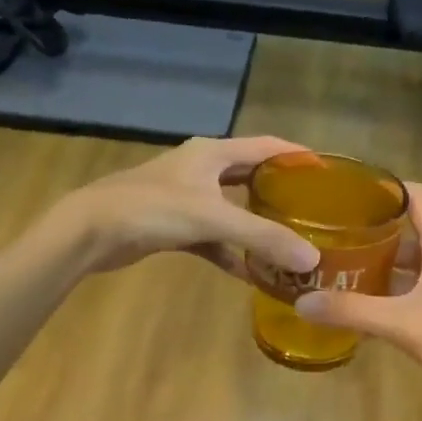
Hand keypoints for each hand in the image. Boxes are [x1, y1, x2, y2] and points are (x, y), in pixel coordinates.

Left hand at [51, 137, 322, 280]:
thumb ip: (263, 237)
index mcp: (213, 152)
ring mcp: (186, 198)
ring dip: (257, 227)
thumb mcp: (212, 218)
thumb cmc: (152, 209)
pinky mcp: (174, 226)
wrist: (91, 231)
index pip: (267, 146)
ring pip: (232, 210)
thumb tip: (311, 259)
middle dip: (281, 193)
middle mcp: (202, 169)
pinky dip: (230, 252)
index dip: (298, 155)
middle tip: (315, 212)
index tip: (330, 173)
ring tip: (290, 244)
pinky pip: (212, 238)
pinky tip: (250, 274)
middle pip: (251, 177)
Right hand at [294, 184, 421, 403]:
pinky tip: (364, 306)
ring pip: (410, 260)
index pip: (414, 195)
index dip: (382, 189)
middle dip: (369, 232)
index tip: (345, 196)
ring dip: (378, 263)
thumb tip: (302, 302)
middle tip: (329, 239)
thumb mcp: (402, 324)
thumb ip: (353, 311)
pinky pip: (416, 285)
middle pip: (407, 228)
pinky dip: (391, 289)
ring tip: (338, 270)